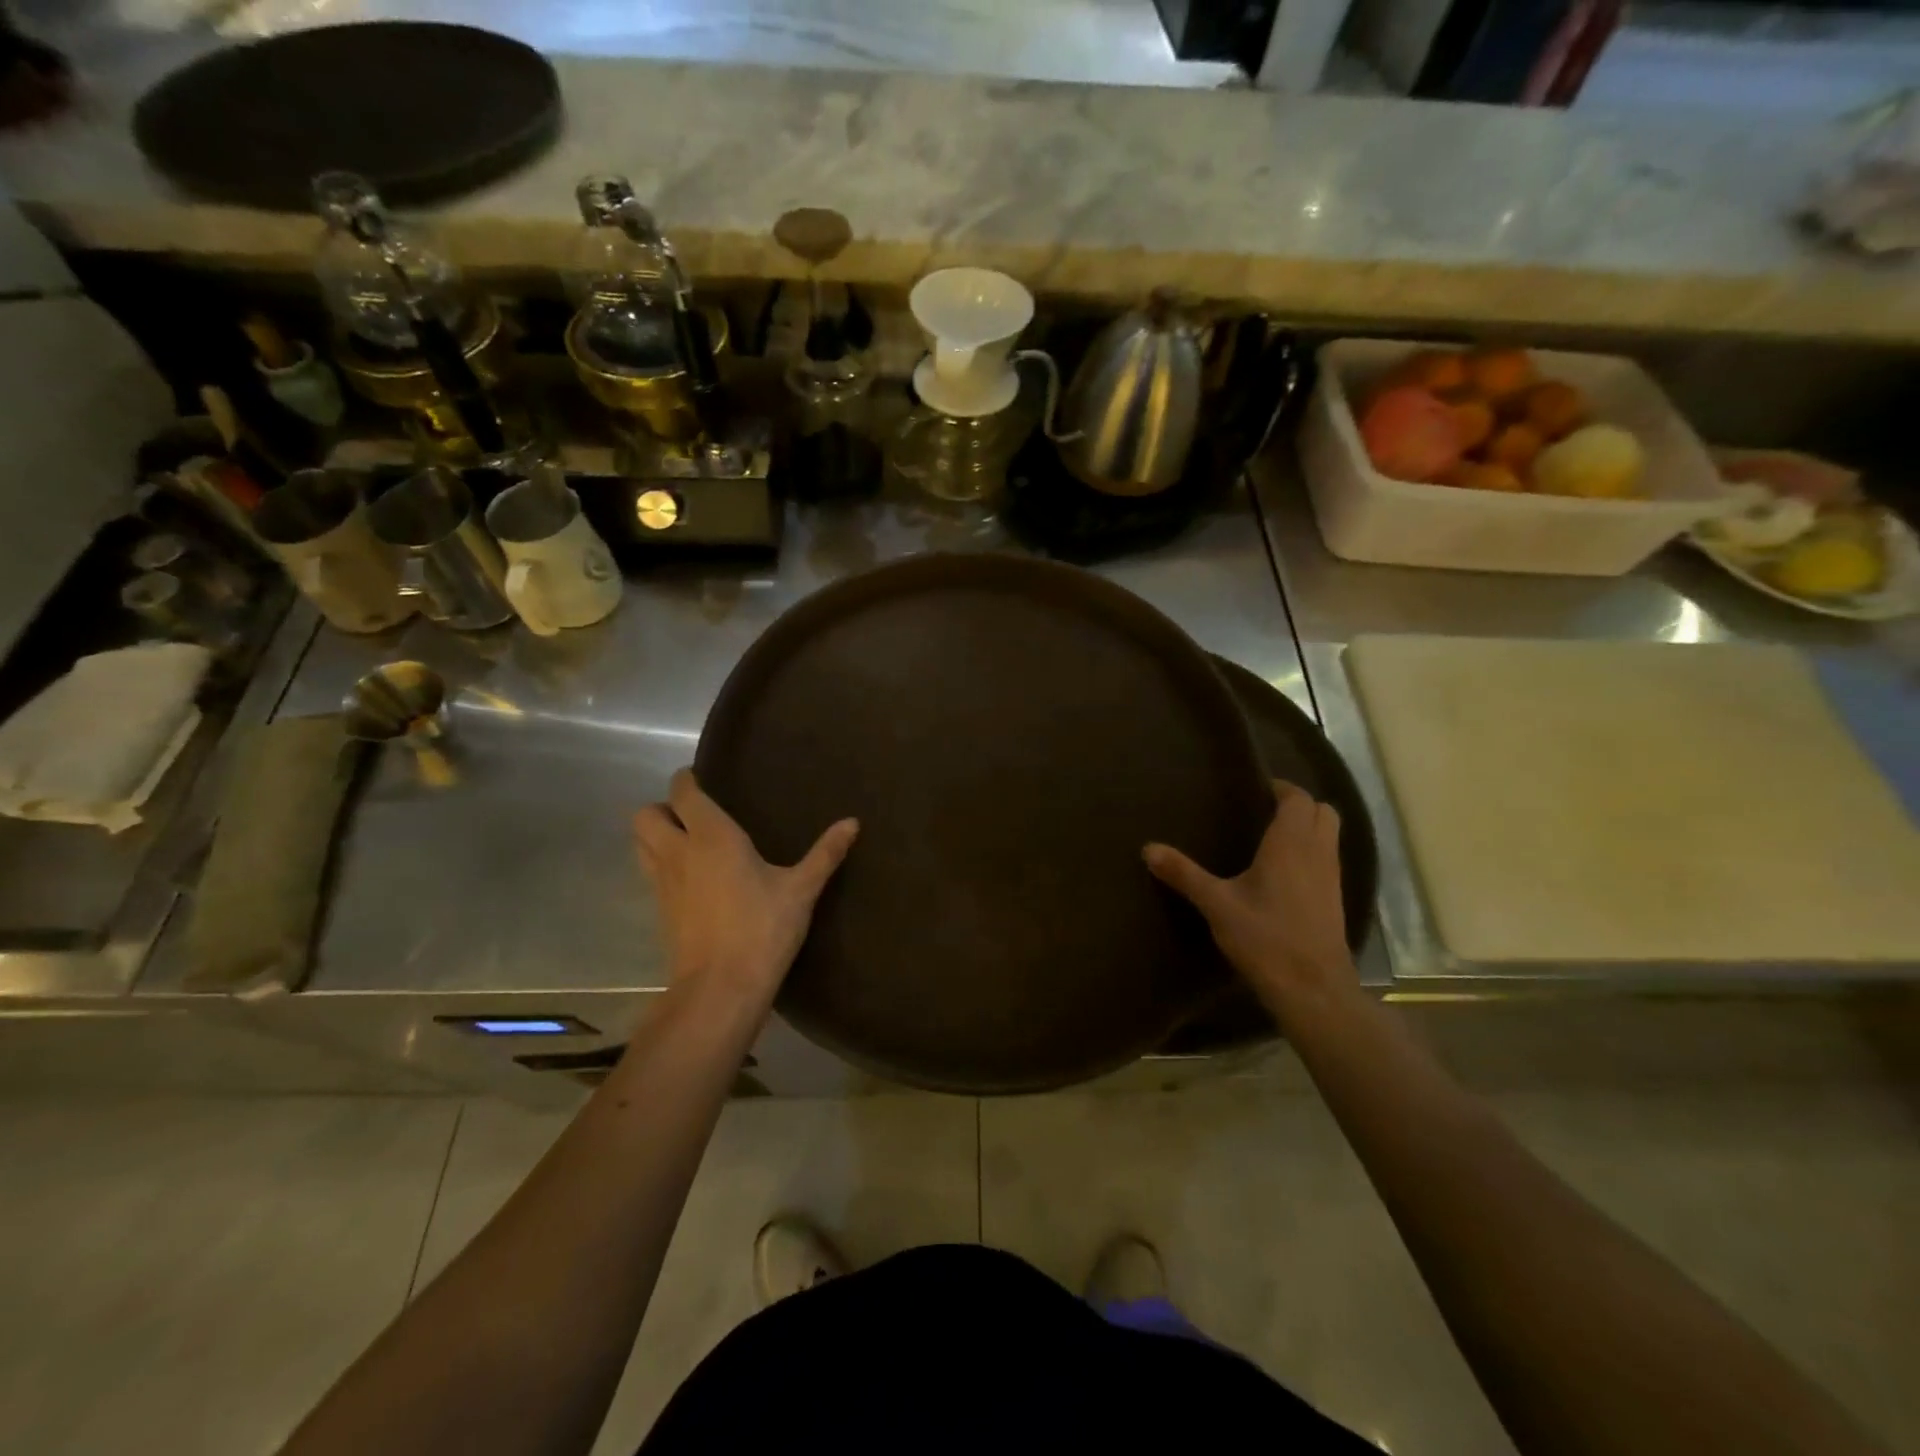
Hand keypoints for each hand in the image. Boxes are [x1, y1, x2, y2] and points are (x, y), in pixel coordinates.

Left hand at [634, 769, 858, 1011]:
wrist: (720, 989)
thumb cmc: (762, 929)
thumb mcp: (801, 890)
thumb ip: (825, 853)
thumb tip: (853, 822)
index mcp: (711, 835)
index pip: (682, 792)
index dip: (686, 780)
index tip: (702, 777)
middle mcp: (678, 852)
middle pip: (645, 815)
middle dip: (662, 807)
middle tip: (693, 814)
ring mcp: (663, 883)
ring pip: (640, 843)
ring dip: (655, 835)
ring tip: (688, 841)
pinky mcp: (660, 911)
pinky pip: (650, 873)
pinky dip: (662, 864)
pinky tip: (693, 878)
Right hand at [1144, 781, 1353, 1014]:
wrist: (1313, 989)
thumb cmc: (1265, 938)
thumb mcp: (1217, 905)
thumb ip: (1184, 874)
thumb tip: (1148, 848)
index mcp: (1291, 843)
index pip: (1298, 798)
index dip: (1281, 788)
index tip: (1255, 788)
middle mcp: (1318, 852)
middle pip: (1323, 811)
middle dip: (1299, 804)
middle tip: (1264, 810)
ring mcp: (1332, 877)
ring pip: (1329, 836)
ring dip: (1308, 828)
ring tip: (1270, 837)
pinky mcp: (1335, 900)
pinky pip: (1328, 859)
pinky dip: (1311, 852)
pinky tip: (1282, 873)